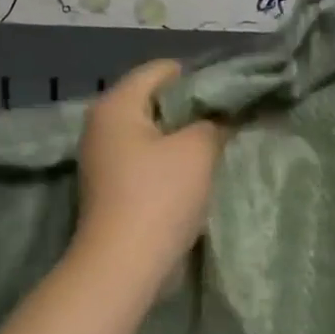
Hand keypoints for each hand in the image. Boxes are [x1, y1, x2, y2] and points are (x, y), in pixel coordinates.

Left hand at [74, 60, 225, 286]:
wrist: (125, 264)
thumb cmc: (160, 197)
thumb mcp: (198, 150)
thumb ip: (215, 123)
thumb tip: (222, 118)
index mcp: (116, 105)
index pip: (162, 69)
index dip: (201, 77)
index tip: (232, 96)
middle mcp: (102, 126)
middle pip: (155, 102)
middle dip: (193, 111)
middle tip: (229, 123)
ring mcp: (103, 160)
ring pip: (153, 135)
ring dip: (184, 141)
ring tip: (218, 150)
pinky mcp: (112, 188)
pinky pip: (147, 162)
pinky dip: (171, 165)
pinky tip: (197, 177)